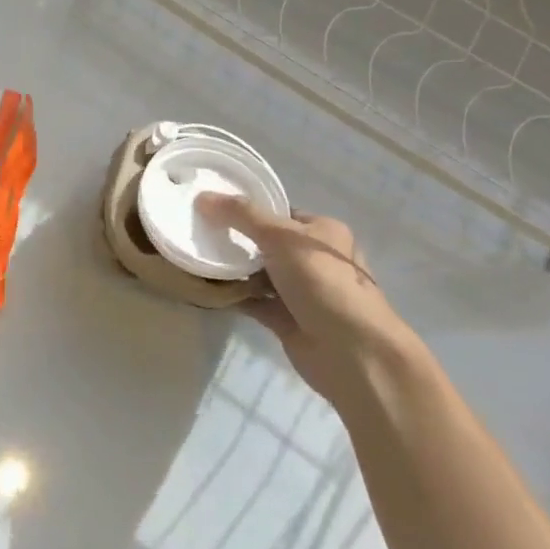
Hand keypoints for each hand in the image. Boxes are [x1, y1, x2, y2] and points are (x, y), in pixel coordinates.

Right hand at [196, 195, 424, 406]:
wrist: (352, 351)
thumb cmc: (322, 281)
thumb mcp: (280, 237)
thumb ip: (241, 215)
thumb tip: (203, 197)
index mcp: (322, 232)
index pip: (280, 213)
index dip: (248, 210)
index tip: (211, 208)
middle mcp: (314, 260)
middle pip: (266, 243)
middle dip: (236, 240)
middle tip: (199, 233)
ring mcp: (301, 292)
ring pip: (259, 274)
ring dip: (232, 270)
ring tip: (197, 257)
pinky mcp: (287, 320)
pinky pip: (254, 301)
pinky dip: (233, 296)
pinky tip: (206, 287)